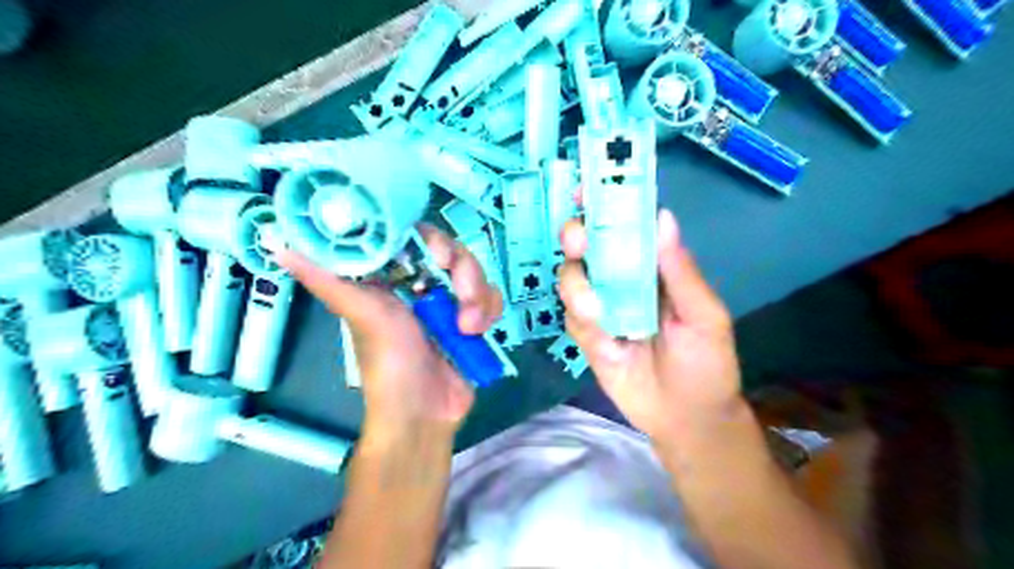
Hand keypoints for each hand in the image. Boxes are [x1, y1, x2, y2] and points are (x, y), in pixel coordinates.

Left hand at [276, 224, 501, 444]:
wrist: (424, 413)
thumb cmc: (388, 365)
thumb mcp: (362, 316)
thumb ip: (328, 280)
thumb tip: (278, 244)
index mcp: (391, 278)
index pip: (414, 236)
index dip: (431, 238)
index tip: (439, 256)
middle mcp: (421, 284)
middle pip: (453, 251)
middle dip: (464, 271)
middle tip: (461, 292)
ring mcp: (449, 301)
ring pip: (476, 273)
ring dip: (479, 297)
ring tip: (469, 327)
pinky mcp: (472, 318)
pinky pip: (490, 297)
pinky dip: (490, 310)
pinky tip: (478, 332)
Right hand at [558, 212, 742, 440]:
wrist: (686, 418)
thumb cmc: (706, 364)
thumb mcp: (703, 316)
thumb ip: (680, 272)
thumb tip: (663, 216)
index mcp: (651, 267)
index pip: (625, 226)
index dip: (605, 204)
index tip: (586, 188)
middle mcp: (620, 280)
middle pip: (586, 245)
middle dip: (576, 236)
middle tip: (579, 240)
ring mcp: (599, 307)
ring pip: (570, 278)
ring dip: (576, 286)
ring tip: (596, 313)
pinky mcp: (586, 335)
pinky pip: (570, 317)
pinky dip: (580, 320)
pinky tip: (602, 338)